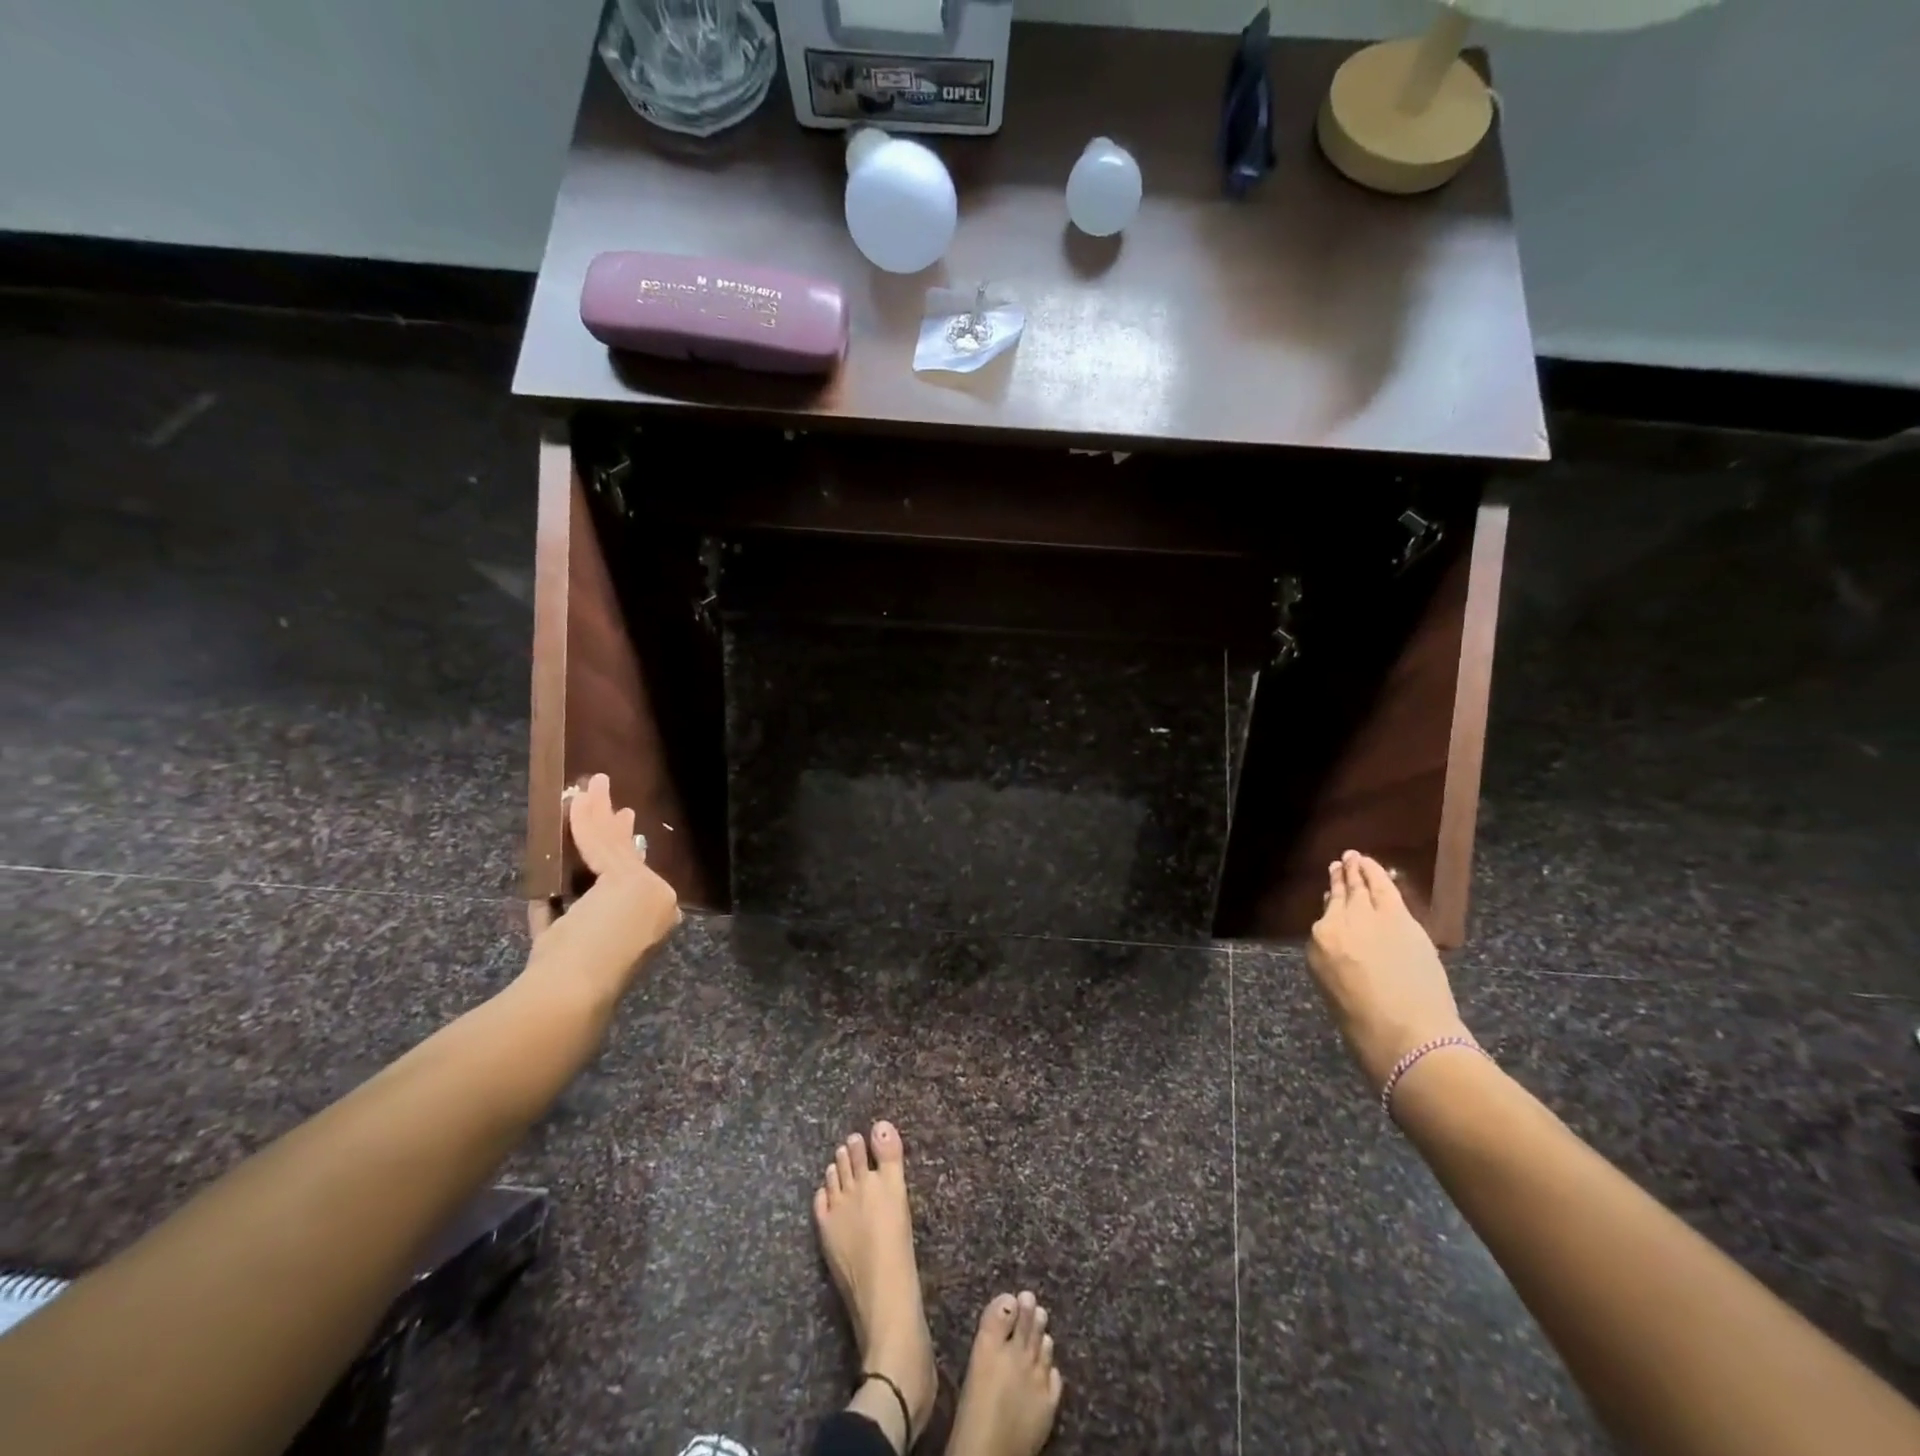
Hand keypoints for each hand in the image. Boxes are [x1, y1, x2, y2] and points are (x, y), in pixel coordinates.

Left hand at [526, 774, 680, 1007]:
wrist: (575, 992)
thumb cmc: (571, 977)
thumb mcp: (574, 941)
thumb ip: (570, 918)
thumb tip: (551, 900)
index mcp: (652, 920)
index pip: (634, 875)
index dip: (623, 849)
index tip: (615, 829)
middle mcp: (660, 901)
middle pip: (629, 855)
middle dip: (616, 826)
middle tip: (609, 798)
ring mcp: (648, 888)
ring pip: (616, 845)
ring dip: (600, 812)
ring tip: (594, 785)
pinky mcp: (627, 879)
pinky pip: (600, 844)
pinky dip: (586, 820)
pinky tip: (579, 800)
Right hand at [1306, 851, 1468, 1088]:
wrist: (1405, 1034)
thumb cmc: (1365, 1024)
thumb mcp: (1334, 988)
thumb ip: (1334, 957)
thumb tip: (1341, 939)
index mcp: (1319, 943)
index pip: (1325, 916)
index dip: (1330, 901)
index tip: (1330, 891)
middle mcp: (1339, 923)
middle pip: (1341, 896)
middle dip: (1342, 878)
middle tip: (1341, 863)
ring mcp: (1370, 917)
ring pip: (1362, 887)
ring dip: (1359, 870)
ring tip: (1355, 857)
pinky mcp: (1400, 918)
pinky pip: (1386, 888)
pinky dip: (1379, 874)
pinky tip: (1375, 866)